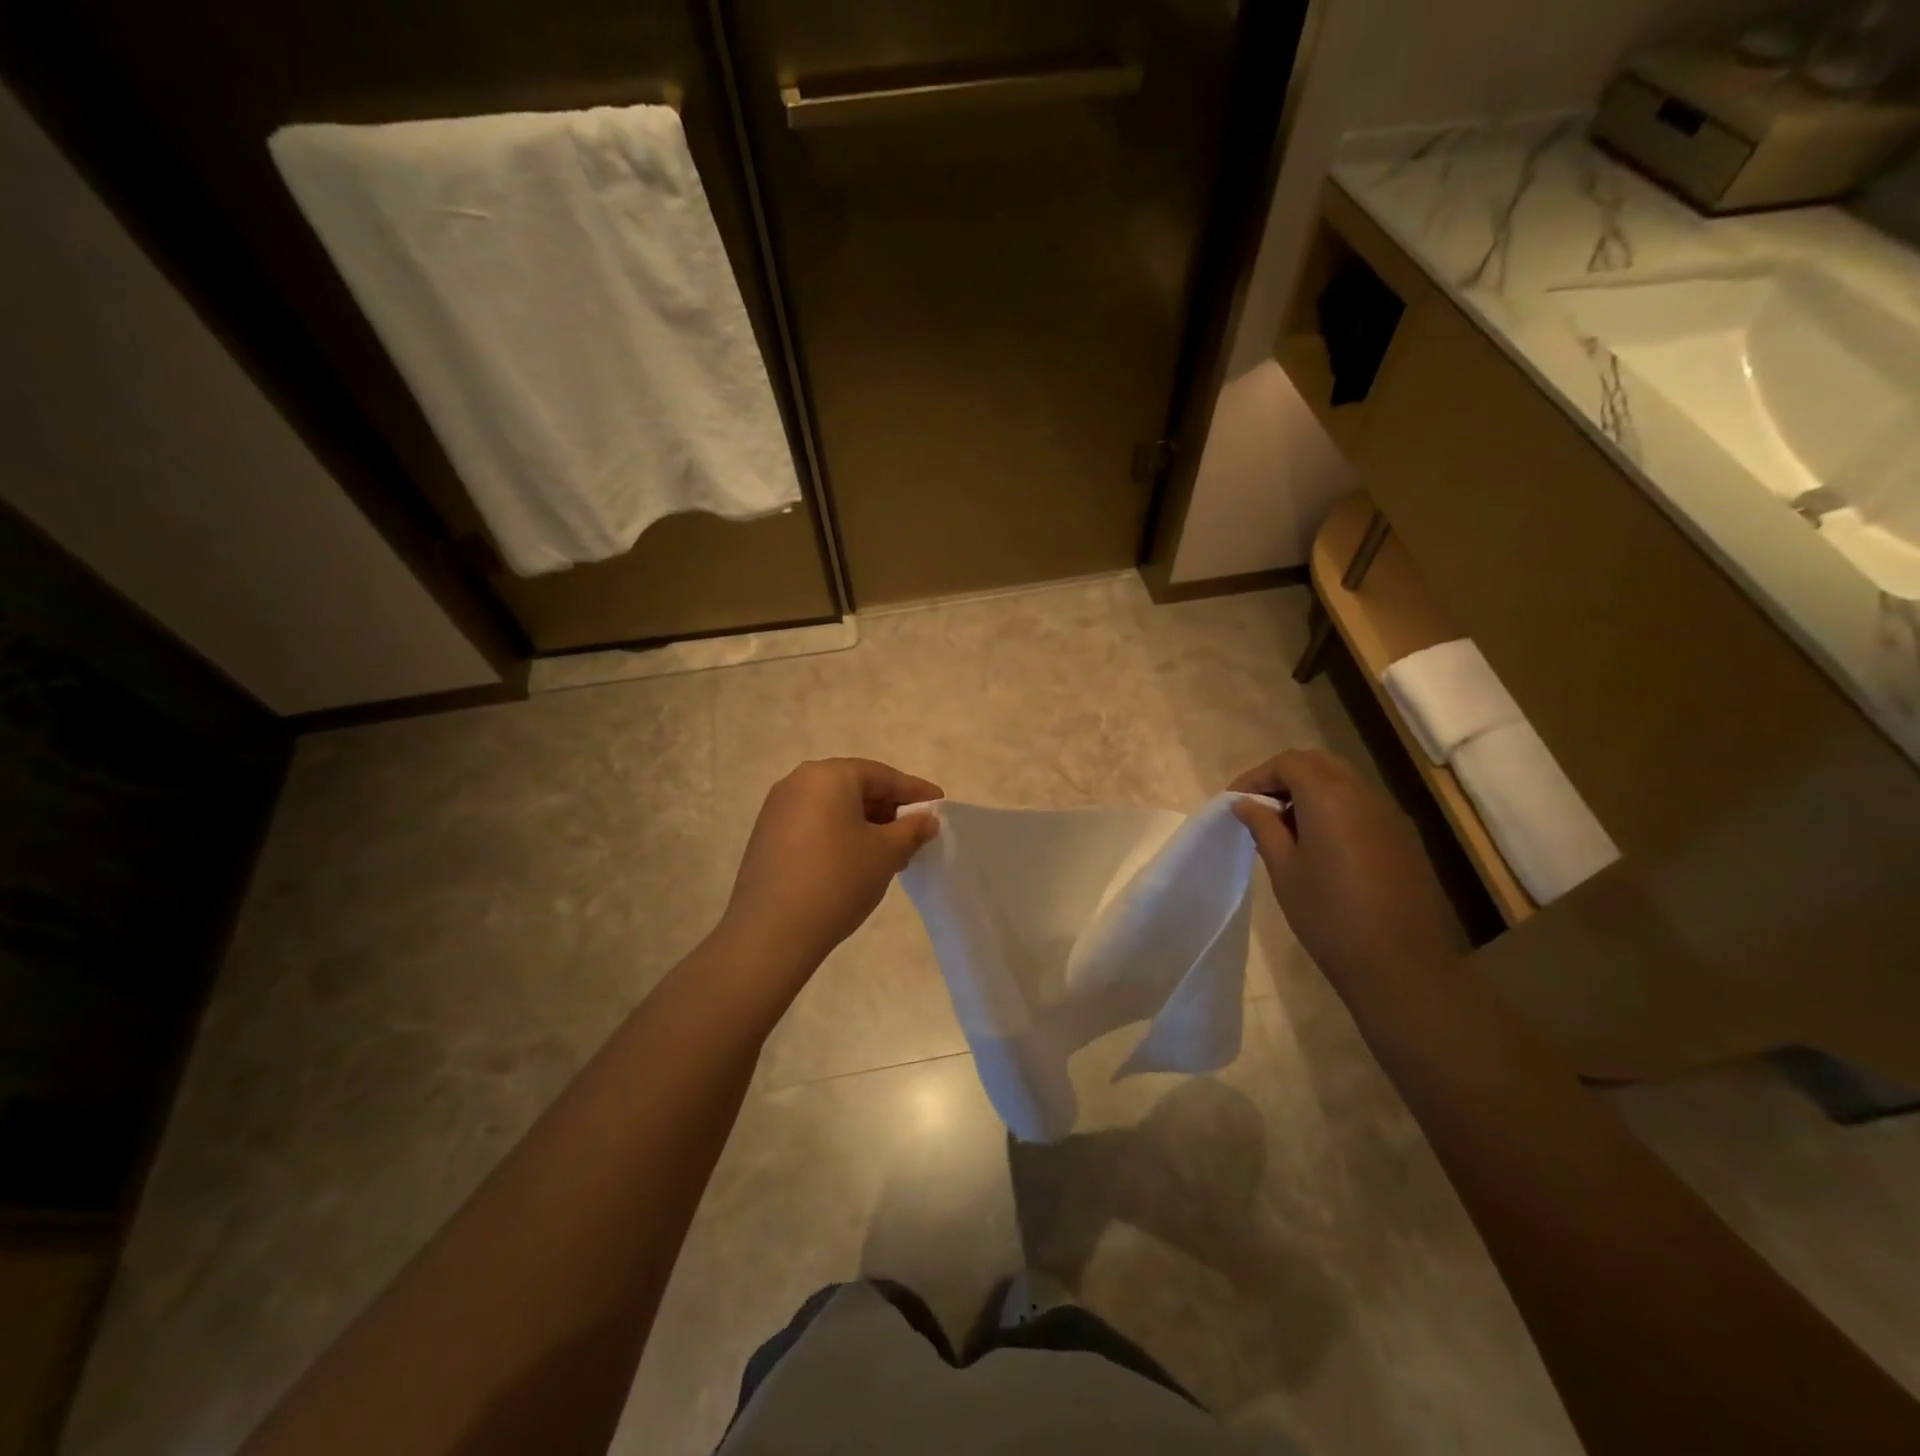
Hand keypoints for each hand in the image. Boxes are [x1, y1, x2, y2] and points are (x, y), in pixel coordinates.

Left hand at [720, 758, 941, 970]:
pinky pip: (814, 825)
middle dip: (889, 809)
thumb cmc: (838, 879)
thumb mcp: (886, 853)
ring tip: (892, 853)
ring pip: (834, 808)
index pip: (882, 775)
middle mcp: (798, 783)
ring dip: (866, 825)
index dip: (914, 791)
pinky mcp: (767, 837)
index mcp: (828, 776)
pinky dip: (840, 836)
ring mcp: (777, 810)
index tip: (939, 804)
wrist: (771, 932)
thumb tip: (926, 820)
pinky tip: (858, 862)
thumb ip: (912, 829)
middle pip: (855, 788)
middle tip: (917, 832)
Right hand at [1231, 749, 1457, 985]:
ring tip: (1284, 826)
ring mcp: (1388, 814)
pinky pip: (1360, 804)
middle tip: (1258, 807)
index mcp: (1329, 797)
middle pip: (1318, 763)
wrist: (1399, 964)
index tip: (1235, 802)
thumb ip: (1264, 827)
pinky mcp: (1401, 836)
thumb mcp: (1284, 869)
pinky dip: (1333, 807)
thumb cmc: (1328, 915)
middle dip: (1283, 777)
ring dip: (1309, 791)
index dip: (1256, 776)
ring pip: (1342, 781)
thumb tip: (1246, 804)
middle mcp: (1362, 794)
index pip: (1288, 763)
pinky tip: (1319, 843)